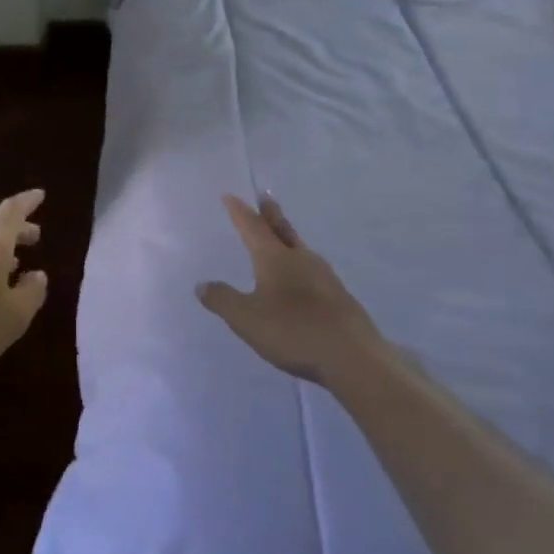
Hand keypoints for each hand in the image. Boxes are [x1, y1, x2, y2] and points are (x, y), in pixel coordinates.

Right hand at [197, 194, 383, 388]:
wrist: (352, 357)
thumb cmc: (292, 331)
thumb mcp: (246, 319)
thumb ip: (223, 300)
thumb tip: (202, 284)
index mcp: (275, 259)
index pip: (253, 228)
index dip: (240, 212)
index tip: (230, 196)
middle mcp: (301, 260)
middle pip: (283, 230)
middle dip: (271, 214)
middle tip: (266, 197)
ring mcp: (325, 277)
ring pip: (301, 249)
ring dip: (288, 238)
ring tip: (281, 236)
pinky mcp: (339, 296)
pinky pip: (313, 270)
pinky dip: (301, 264)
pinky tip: (302, 277)